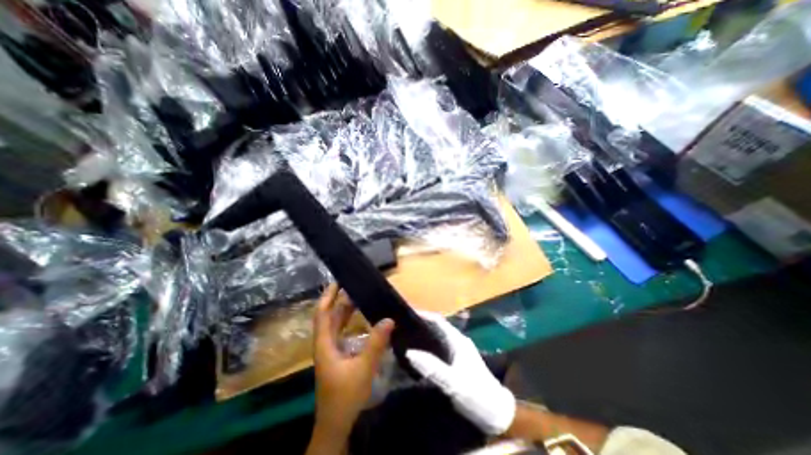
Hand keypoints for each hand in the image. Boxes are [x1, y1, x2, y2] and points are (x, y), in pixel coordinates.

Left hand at [311, 284, 394, 436]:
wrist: (337, 425)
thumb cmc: (345, 396)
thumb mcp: (363, 368)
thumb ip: (376, 343)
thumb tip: (389, 319)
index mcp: (325, 344)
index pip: (322, 314)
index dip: (328, 296)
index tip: (338, 282)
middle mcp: (326, 344)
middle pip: (330, 317)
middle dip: (340, 300)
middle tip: (355, 286)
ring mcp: (332, 350)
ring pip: (337, 325)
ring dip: (346, 311)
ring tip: (360, 297)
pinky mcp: (339, 356)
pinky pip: (344, 332)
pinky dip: (351, 322)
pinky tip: (363, 319)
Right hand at [404, 311, 510, 434]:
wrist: (498, 413)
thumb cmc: (476, 395)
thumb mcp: (453, 383)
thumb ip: (432, 368)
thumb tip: (409, 352)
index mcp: (457, 341)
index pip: (438, 321)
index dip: (422, 316)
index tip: (406, 316)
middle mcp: (459, 341)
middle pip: (438, 327)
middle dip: (422, 325)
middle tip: (403, 329)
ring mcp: (461, 351)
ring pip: (440, 337)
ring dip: (426, 335)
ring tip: (409, 339)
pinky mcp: (461, 361)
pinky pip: (442, 347)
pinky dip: (431, 346)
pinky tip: (423, 355)